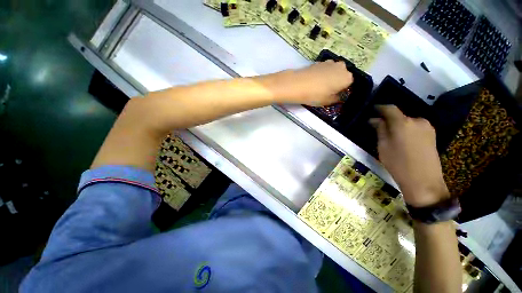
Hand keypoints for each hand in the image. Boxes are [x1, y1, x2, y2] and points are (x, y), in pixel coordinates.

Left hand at [272, 60, 352, 105]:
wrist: (297, 84)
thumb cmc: (315, 95)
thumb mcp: (327, 101)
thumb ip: (336, 99)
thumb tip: (338, 97)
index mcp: (347, 78)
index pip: (349, 83)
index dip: (342, 90)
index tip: (334, 95)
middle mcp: (341, 67)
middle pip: (342, 75)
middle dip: (337, 82)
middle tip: (327, 90)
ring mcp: (330, 62)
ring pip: (333, 70)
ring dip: (329, 77)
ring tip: (319, 86)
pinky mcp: (319, 61)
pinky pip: (324, 68)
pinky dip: (321, 73)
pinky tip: (313, 80)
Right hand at [370, 105, 449, 206]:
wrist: (423, 181)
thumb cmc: (398, 163)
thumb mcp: (383, 146)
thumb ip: (380, 130)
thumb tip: (374, 119)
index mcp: (403, 123)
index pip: (390, 108)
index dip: (380, 108)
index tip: (372, 110)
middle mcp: (417, 120)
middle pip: (399, 115)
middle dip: (388, 119)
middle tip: (379, 127)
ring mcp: (427, 127)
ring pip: (407, 121)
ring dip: (398, 125)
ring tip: (390, 135)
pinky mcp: (432, 134)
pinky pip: (415, 127)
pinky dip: (406, 130)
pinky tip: (402, 140)